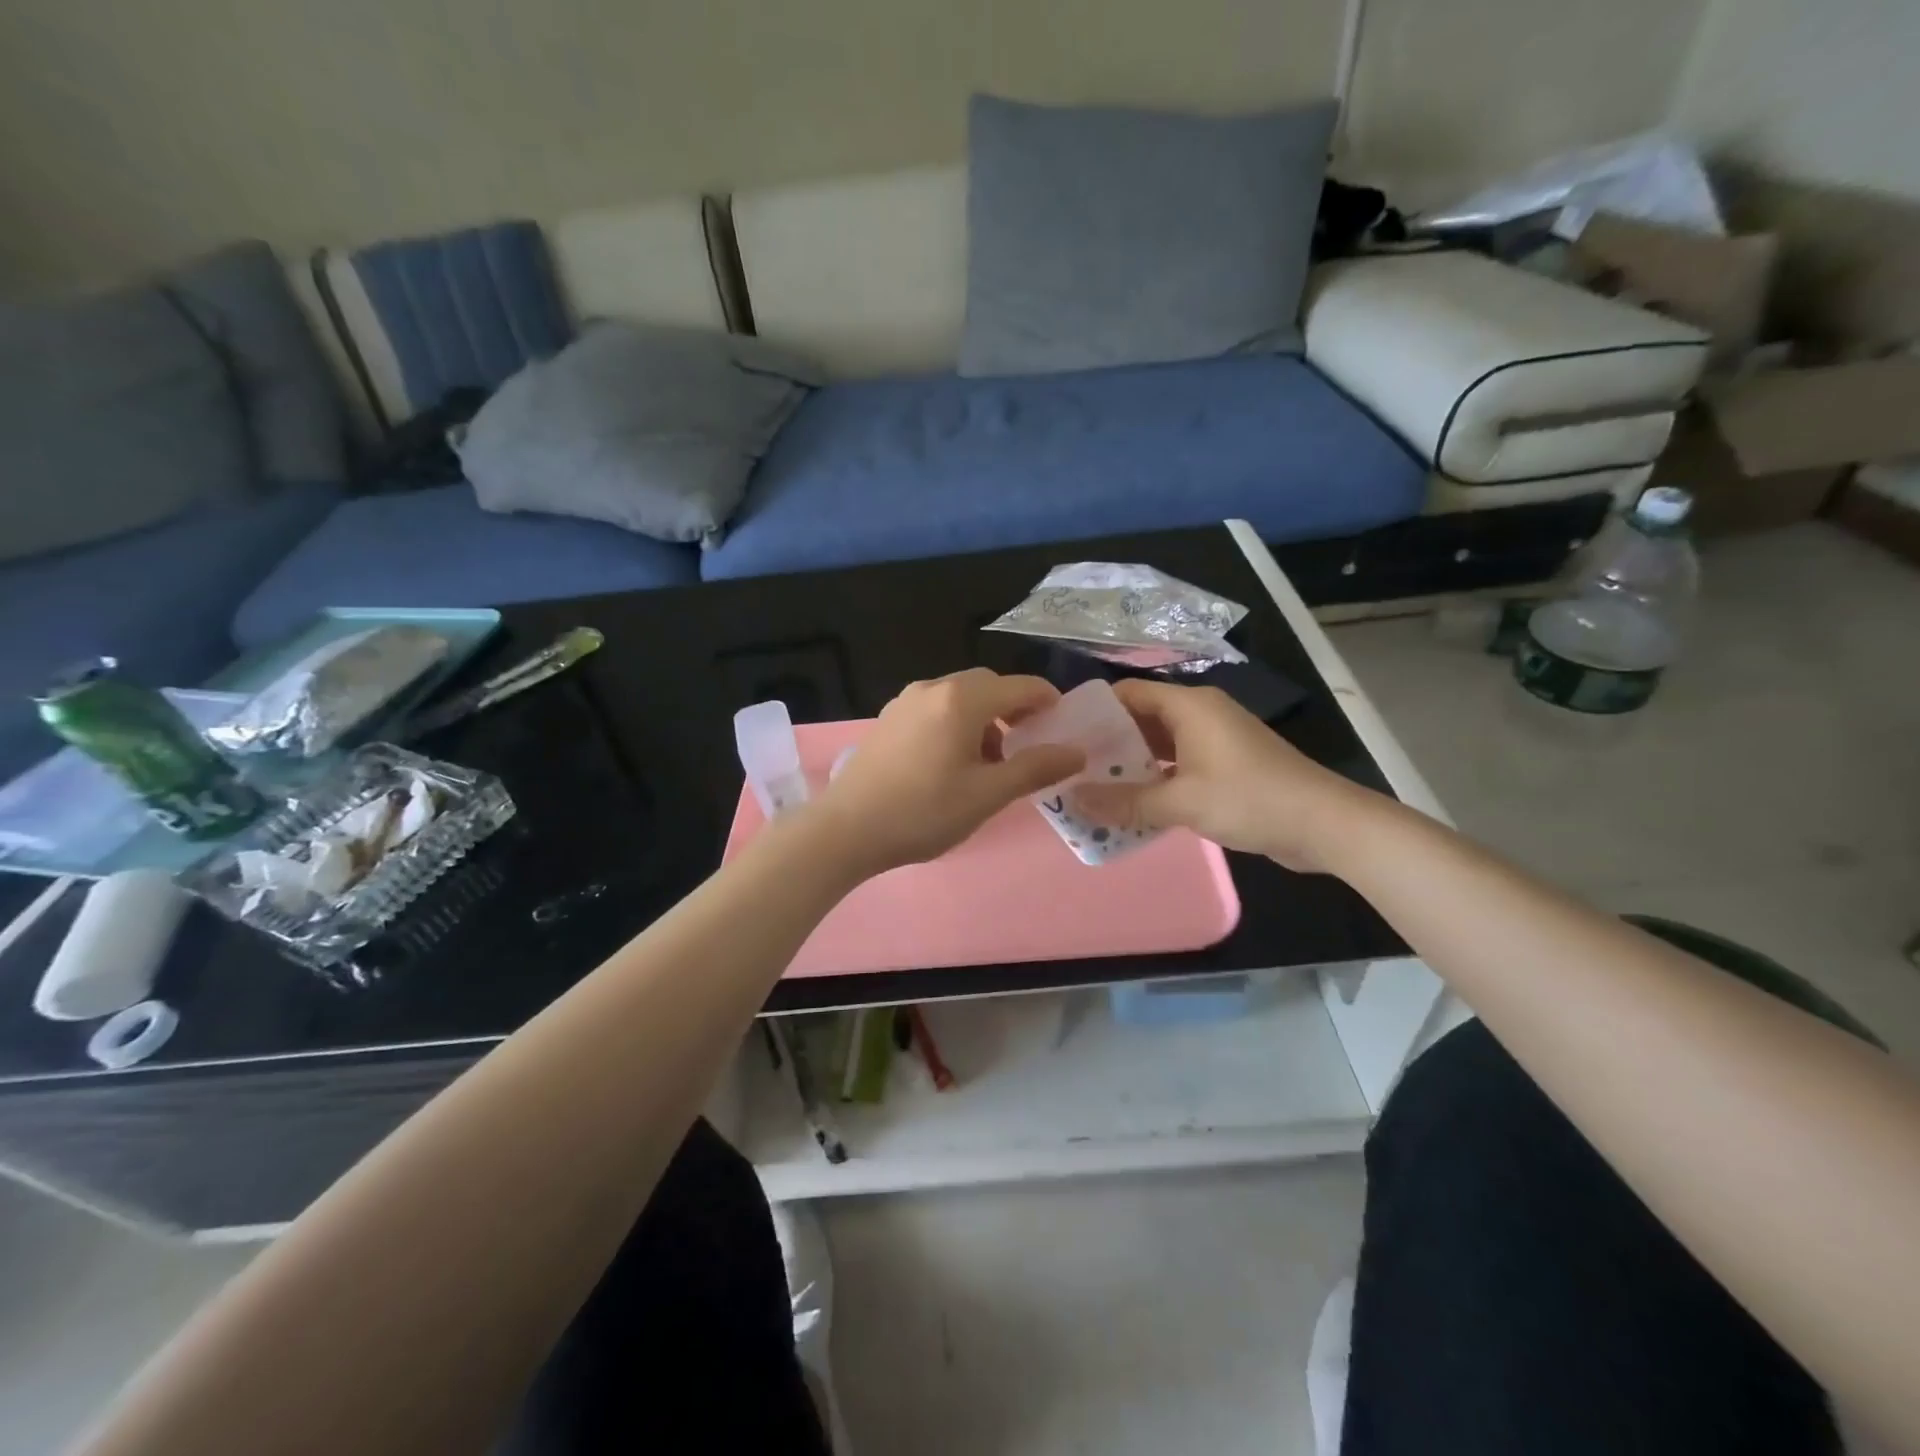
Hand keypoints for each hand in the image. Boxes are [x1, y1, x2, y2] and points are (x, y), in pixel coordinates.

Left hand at [803, 669, 1084, 876]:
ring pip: (959, 697)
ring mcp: (905, 702)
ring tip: (990, 761)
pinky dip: (956, 723)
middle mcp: (933, 689)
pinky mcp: (888, 720)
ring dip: (984, 718)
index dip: (1048, 700)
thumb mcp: (987, 794)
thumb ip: (1035, 768)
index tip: (1063, 724)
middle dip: (1014, 709)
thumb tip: (1076, 752)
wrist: (846, 829)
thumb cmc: (923, 812)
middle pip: (987, 686)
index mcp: (962, 700)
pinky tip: (951, 762)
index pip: (1019, 686)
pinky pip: (935, 709)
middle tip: (1028, 744)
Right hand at [1072, 679, 1382, 872]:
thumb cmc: (1251, 799)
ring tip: (1091, 787)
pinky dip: (1154, 779)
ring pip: (1159, 745)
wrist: (1325, 825)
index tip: (1063, 736)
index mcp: (1190, 706)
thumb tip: (1074, 800)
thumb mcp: (1182, 802)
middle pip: (1141, 718)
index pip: (1129, 693)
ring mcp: (1215, 741)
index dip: (1095, 710)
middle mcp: (1200, 715)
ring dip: (1130, 764)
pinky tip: (1130, 803)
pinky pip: (1178, 765)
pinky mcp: (1225, 766)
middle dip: (1107, 743)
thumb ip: (1126, 802)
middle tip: (1070, 768)